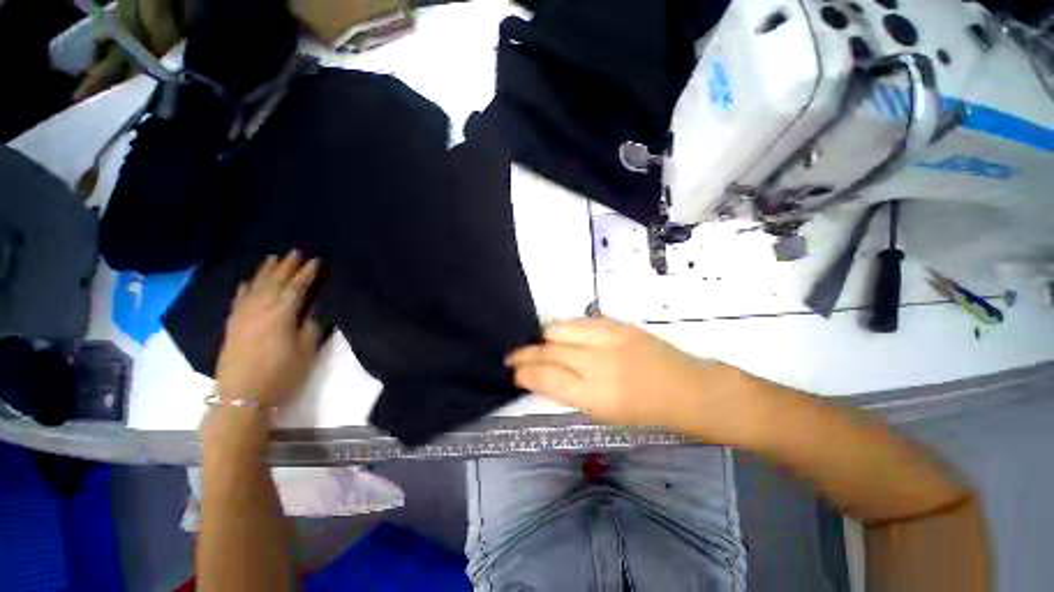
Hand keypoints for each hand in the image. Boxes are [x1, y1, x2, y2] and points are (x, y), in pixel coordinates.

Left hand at [216, 251, 322, 407]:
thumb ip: (311, 324)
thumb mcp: (306, 350)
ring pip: (255, 287)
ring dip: (265, 271)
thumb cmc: (281, 374)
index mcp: (281, 314)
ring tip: (273, 258)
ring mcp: (243, 316)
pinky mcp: (232, 326)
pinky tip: (246, 282)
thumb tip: (315, 305)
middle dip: (287, 266)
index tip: (316, 261)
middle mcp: (259, 309)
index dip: (307, 273)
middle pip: (274, 282)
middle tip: (296, 252)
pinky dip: (244, 288)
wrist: (242, 397)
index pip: (296, 287)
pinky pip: (238, 300)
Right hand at [506, 318, 728, 430]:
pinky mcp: (618, 325)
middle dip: (526, 353)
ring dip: (544, 337)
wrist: (688, 390)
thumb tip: (544, 376)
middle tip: (515, 356)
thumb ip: (570, 392)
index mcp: (595, 396)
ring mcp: (609, 339)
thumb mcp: (604, 413)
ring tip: (538, 343)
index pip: (547, 378)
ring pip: (561, 329)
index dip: (525, 372)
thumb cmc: (646, 413)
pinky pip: (580, 321)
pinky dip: (565, 328)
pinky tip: (562, 333)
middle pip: (550, 350)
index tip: (513, 371)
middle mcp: (598, 363)